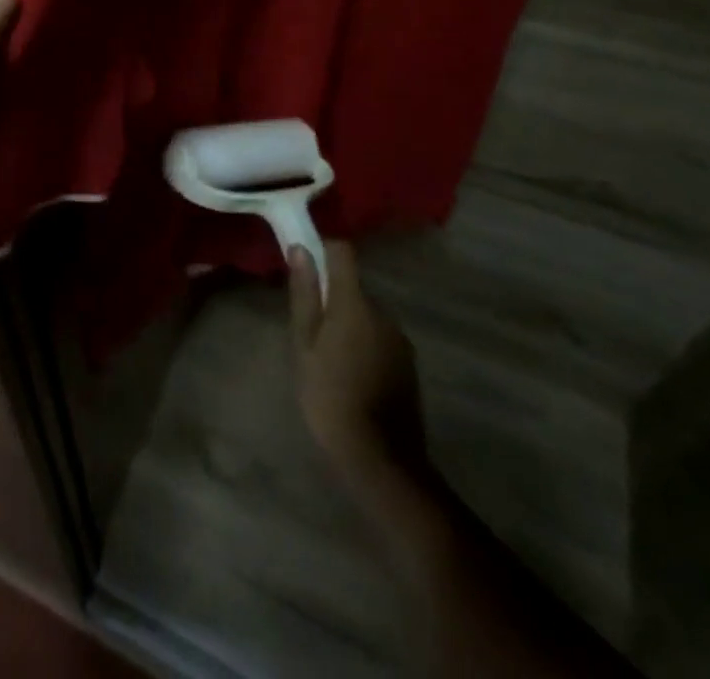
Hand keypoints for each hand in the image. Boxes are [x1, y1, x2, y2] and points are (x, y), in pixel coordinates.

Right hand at [289, 241, 427, 476]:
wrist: (380, 460)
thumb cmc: (329, 395)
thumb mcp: (304, 344)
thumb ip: (304, 294)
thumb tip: (300, 248)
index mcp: (355, 303)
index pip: (342, 252)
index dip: (322, 250)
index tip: (303, 266)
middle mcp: (383, 312)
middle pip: (353, 286)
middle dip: (331, 296)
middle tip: (307, 327)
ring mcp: (400, 340)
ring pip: (366, 314)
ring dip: (348, 322)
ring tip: (326, 356)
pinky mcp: (408, 365)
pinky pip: (379, 337)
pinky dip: (363, 343)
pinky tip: (350, 374)